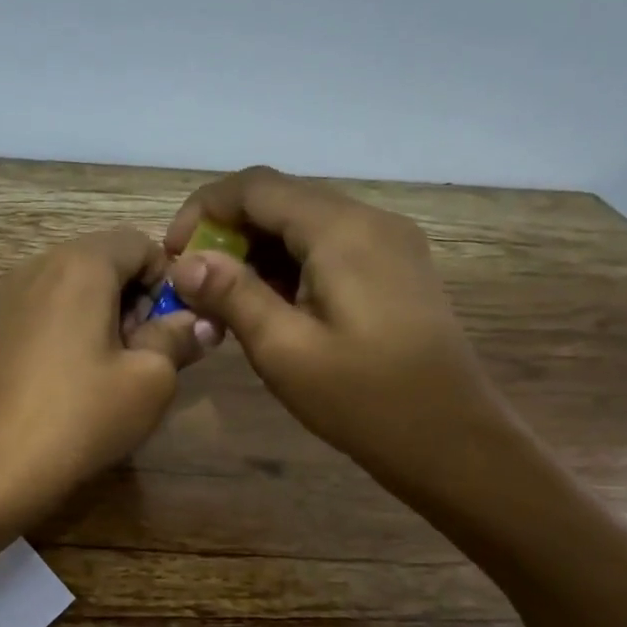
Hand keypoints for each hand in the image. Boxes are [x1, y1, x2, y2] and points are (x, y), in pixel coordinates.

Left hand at [0, 228, 204, 528]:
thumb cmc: (80, 416)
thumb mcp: (149, 380)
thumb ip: (179, 338)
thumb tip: (200, 322)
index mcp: (80, 263)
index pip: (141, 243)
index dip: (169, 281)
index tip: (173, 330)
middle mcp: (40, 265)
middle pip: (107, 261)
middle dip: (138, 298)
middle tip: (147, 354)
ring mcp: (13, 296)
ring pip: (78, 286)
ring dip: (108, 315)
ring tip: (113, 370)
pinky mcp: (0, 327)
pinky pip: (51, 308)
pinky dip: (76, 327)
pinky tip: (78, 377)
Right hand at [165, 166, 509, 484]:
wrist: (451, 440)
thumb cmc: (363, 399)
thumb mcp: (284, 350)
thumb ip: (232, 295)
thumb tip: (186, 262)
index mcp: (341, 230)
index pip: (256, 186)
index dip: (204, 209)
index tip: (174, 256)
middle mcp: (369, 219)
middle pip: (281, 198)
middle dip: (227, 231)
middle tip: (195, 282)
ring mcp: (388, 241)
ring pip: (304, 221)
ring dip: (256, 249)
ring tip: (225, 299)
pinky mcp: (394, 266)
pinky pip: (328, 244)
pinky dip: (288, 262)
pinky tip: (270, 304)